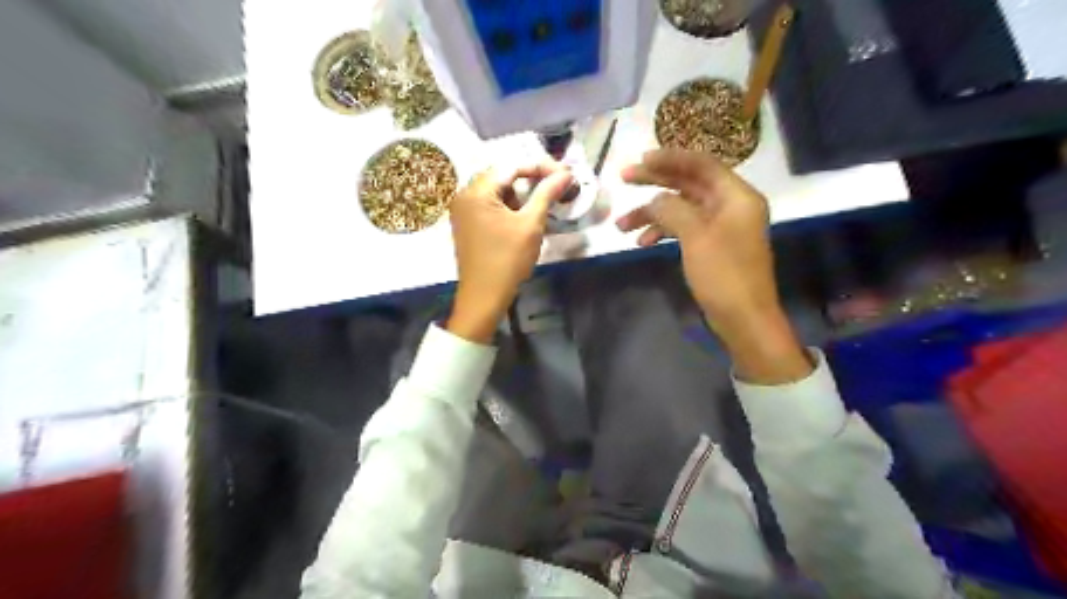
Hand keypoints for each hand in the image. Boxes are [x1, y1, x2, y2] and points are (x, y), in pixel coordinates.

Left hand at [447, 162, 575, 342]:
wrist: (483, 297)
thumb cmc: (507, 261)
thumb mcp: (531, 225)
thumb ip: (547, 194)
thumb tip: (566, 173)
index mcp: (477, 192)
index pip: (512, 166)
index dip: (541, 166)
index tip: (565, 174)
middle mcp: (464, 195)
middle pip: (502, 174)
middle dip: (531, 178)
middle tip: (556, 185)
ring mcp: (463, 210)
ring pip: (496, 190)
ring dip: (521, 192)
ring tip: (543, 201)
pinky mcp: (466, 223)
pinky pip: (489, 204)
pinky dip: (508, 204)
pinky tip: (524, 214)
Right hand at [618, 150, 809, 382]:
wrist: (743, 319)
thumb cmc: (723, 275)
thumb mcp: (695, 237)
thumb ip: (672, 209)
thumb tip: (654, 199)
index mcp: (736, 196)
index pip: (701, 164)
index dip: (669, 159)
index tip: (640, 160)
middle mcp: (730, 205)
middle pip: (689, 184)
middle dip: (655, 182)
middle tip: (624, 178)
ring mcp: (721, 226)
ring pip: (682, 209)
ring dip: (652, 214)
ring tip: (621, 225)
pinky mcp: (712, 245)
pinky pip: (684, 229)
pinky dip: (663, 232)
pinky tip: (642, 242)